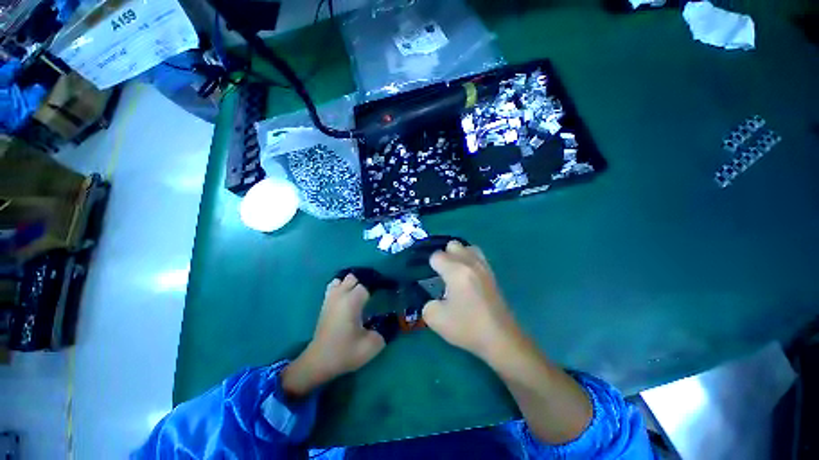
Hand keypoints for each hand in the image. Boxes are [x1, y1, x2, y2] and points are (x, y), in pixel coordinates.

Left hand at [282, 274, 384, 398]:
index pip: (367, 284)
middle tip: (375, 293)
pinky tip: (348, 297)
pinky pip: (334, 286)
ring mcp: (330, 298)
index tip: (388, 290)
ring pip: (342, 279)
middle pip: (354, 278)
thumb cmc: (345, 353)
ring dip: (352, 284)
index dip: (379, 285)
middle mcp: (340, 295)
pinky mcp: (325, 304)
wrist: (318, 362)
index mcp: (352, 302)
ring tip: (361, 294)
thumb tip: (392, 321)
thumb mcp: (371, 345)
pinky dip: (342, 287)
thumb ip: (386, 330)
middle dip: (365, 282)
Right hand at [422, 241, 521, 362]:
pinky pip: (478, 256)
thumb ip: (427, 304)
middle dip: (444, 256)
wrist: (500, 338)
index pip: (437, 256)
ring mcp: (483, 267)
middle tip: (441, 274)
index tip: (429, 278)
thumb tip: (433, 299)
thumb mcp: (435, 319)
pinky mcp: (492, 274)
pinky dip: (469, 260)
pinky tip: (467, 276)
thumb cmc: (467, 327)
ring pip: (468, 247)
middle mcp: (470, 263)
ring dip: (458, 255)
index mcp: (456, 271)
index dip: (430, 265)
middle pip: (453, 245)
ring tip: (455, 272)